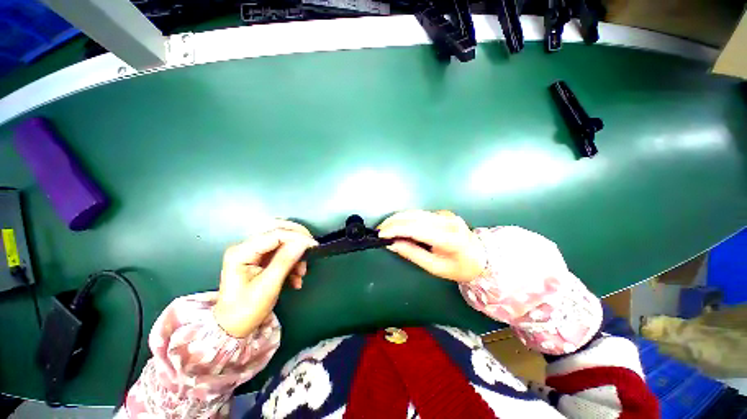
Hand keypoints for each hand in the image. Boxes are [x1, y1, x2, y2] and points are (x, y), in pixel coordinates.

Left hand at [213, 220, 316, 337]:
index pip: (274, 234)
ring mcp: (253, 253)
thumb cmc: (246, 309)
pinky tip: (295, 278)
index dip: (296, 237)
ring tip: (301, 273)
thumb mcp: (268, 286)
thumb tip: (304, 242)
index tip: (314, 245)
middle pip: (278, 232)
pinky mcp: (260, 259)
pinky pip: (281, 253)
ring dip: (295, 255)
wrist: (233, 328)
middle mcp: (246, 247)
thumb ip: (285, 261)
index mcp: (242, 252)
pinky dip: (292, 263)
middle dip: (297, 240)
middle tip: (311, 249)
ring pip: (282, 242)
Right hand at [378, 210, 486, 281]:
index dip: (396, 229)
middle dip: (393, 222)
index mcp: (448, 238)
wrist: (482, 257)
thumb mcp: (435, 267)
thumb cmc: (459, 268)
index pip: (416, 228)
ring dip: (398, 218)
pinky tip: (398, 224)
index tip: (381, 234)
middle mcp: (447, 221)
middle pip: (414, 216)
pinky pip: (420, 213)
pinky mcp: (443, 213)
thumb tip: (392, 244)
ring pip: (415, 212)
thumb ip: (412, 254)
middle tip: (379, 230)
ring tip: (385, 227)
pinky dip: (406, 218)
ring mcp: (446, 214)